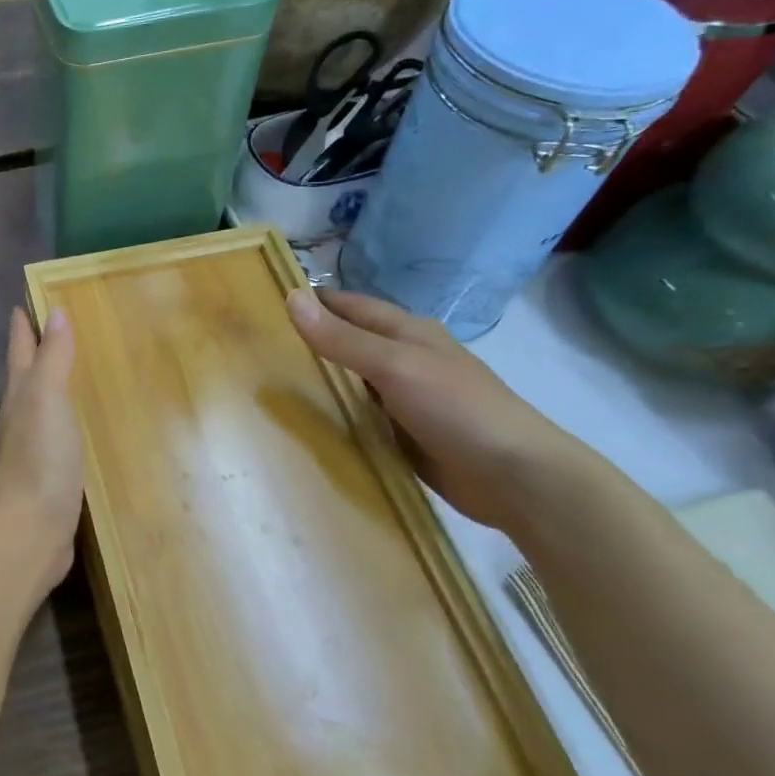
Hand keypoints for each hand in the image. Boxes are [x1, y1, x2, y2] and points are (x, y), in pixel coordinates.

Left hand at [0, 307, 83, 602]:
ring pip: (42, 406)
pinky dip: (68, 422)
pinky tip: (83, 427)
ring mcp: (32, 450)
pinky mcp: (48, 477)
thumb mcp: (48, 400)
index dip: (23, 324)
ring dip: (53, 386)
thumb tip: (55, 312)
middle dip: (37, 351)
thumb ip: (53, 358)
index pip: (20, 349)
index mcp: (19, 396)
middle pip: (26, 375)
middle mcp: (20, 418)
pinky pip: (58, 436)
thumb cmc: (39, 460)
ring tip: (76, 371)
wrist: (29, 533)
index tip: (26, 299)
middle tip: (60, 328)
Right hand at [287, 287, 597, 531]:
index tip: (265, 300)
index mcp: (408, 332)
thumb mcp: (393, 366)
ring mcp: (406, 398)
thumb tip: (291, 297)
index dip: (313, 300)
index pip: (350, 305)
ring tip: (269, 380)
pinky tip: (306, 421)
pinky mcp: (404, 433)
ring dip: (320, 378)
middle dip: (310, 339)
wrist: (516, 478)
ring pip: (352, 379)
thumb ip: (342, 338)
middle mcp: (405, 359)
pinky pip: (360, 415)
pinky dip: (335, 413)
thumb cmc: (457, 408)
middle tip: (258, 344)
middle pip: (349, 341)